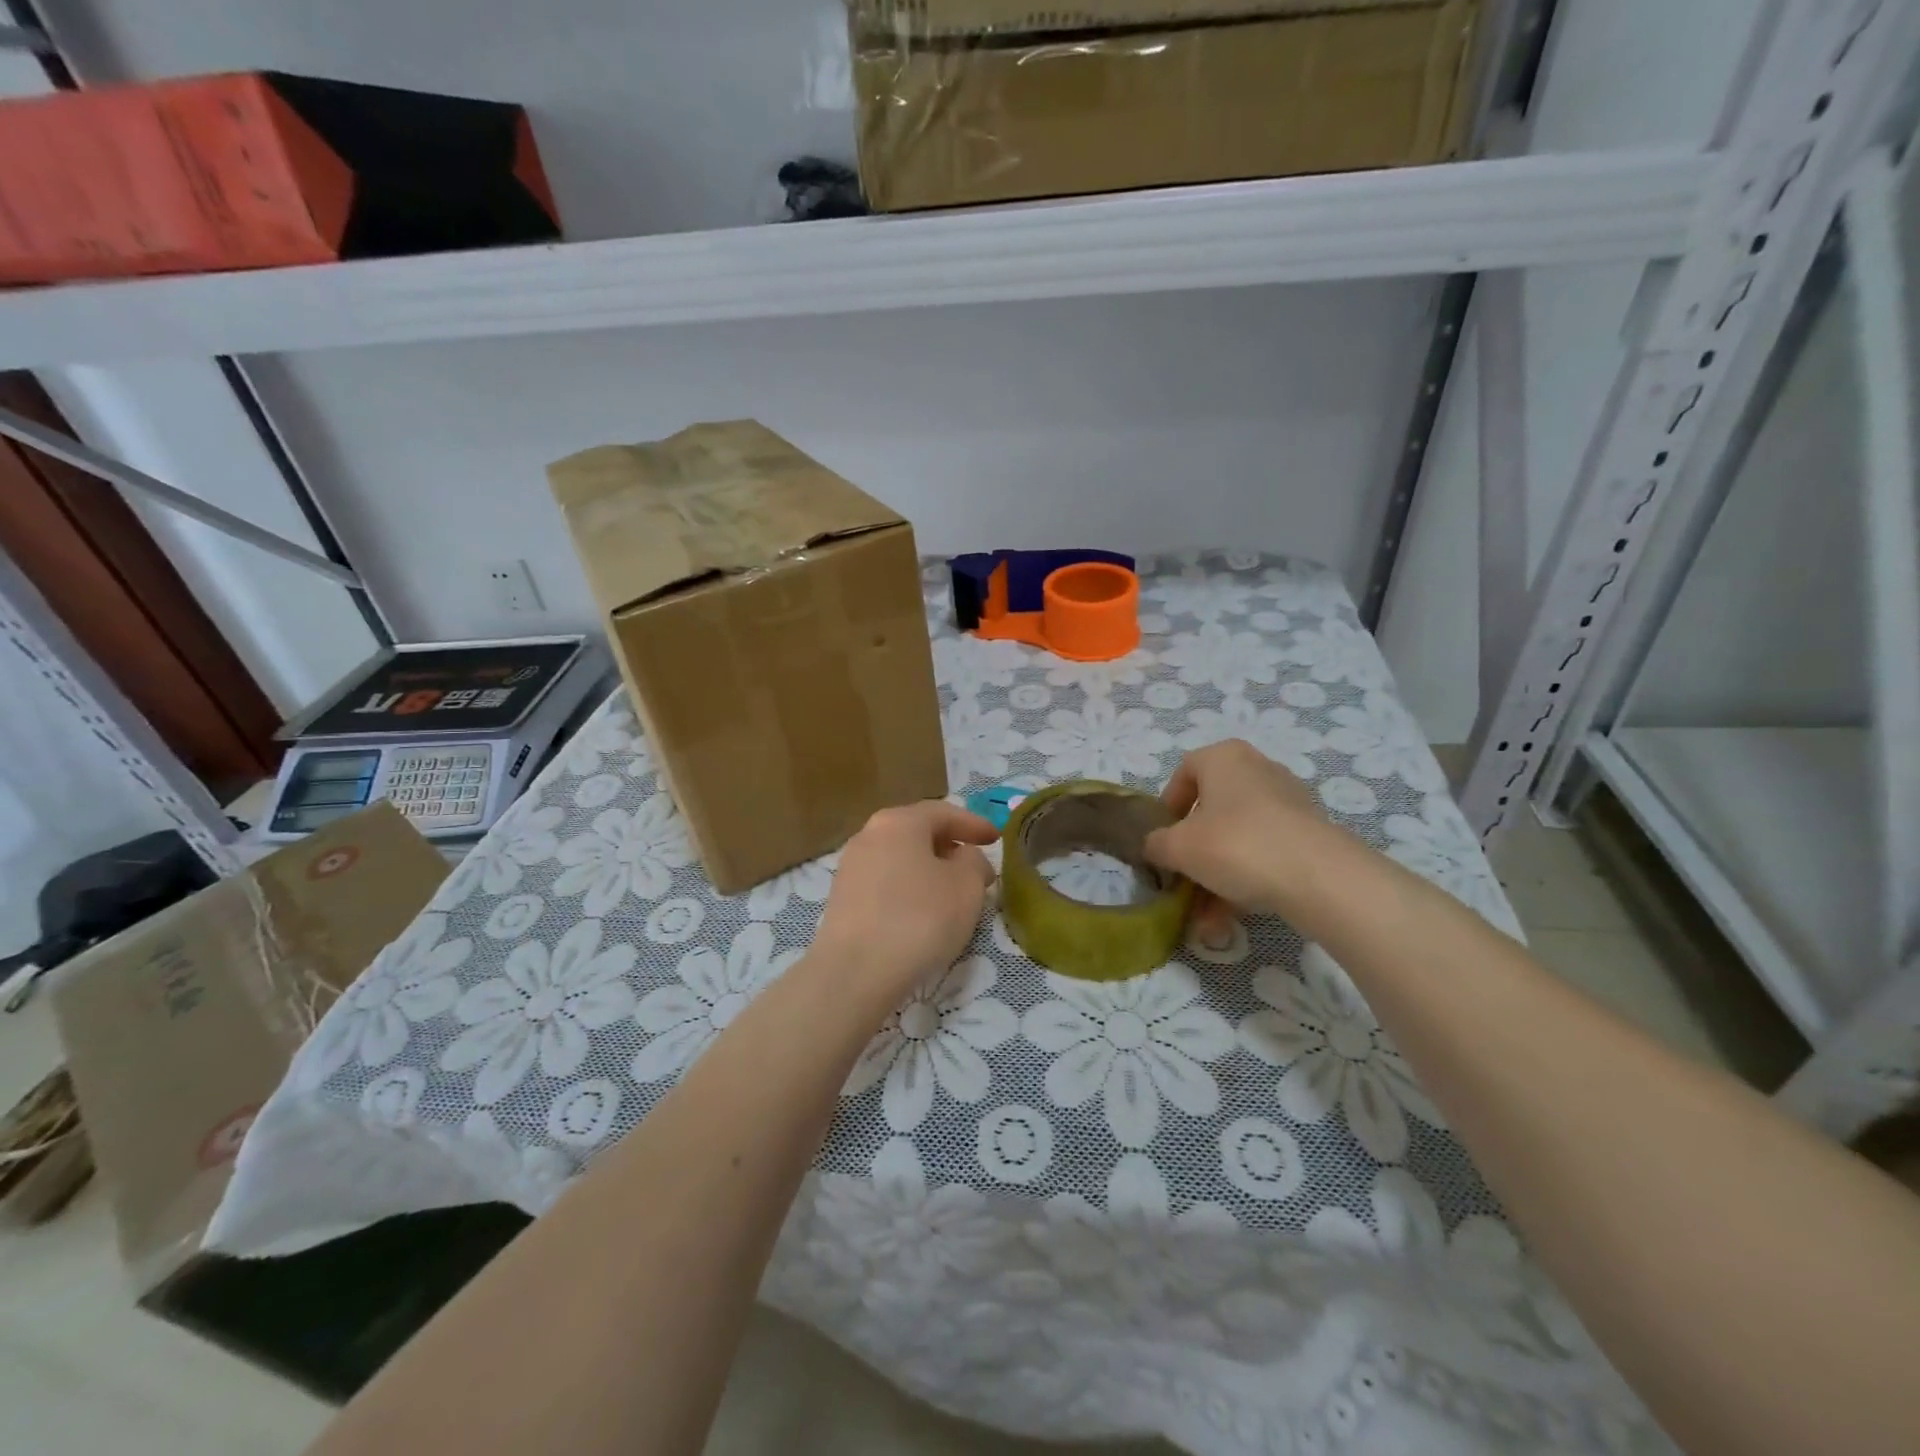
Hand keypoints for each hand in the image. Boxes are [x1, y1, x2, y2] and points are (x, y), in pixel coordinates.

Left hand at [814, 801, 997, 998]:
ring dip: (928, 870)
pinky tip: (921, 913)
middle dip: (949, 846)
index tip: (997, 838)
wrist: (855, 972)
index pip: (943, 812)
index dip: (974, 824)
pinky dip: (907, 889)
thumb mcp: (966, 886)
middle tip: (975, 866)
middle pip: (917, 832)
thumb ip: (974, 862)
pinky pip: (884, 883)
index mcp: (899, 821)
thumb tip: (965, 858)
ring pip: (899, 858)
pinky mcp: (841, 899)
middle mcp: (869, 835)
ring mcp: (850, 867)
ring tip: (951, 893)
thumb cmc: (919, 919)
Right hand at [1144, 740, 1329, 938]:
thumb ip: (1157, 844)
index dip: (1168, 805)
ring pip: (1239, 838)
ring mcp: (1289, 802)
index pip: (1185, 771)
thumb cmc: (1236, 845)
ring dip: (1218, 876)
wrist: (1318, 877)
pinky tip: (1233, 920)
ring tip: (1207, 920)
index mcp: (1225, 758)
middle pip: (1213, 810)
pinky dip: (1247, 881)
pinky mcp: (1310, 834)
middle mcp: (1258, 770)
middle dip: (1195, 852)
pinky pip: (1266, 853)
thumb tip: (1156, 847)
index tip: (1163, 837)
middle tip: (1184, 880)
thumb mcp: (1178, 847)